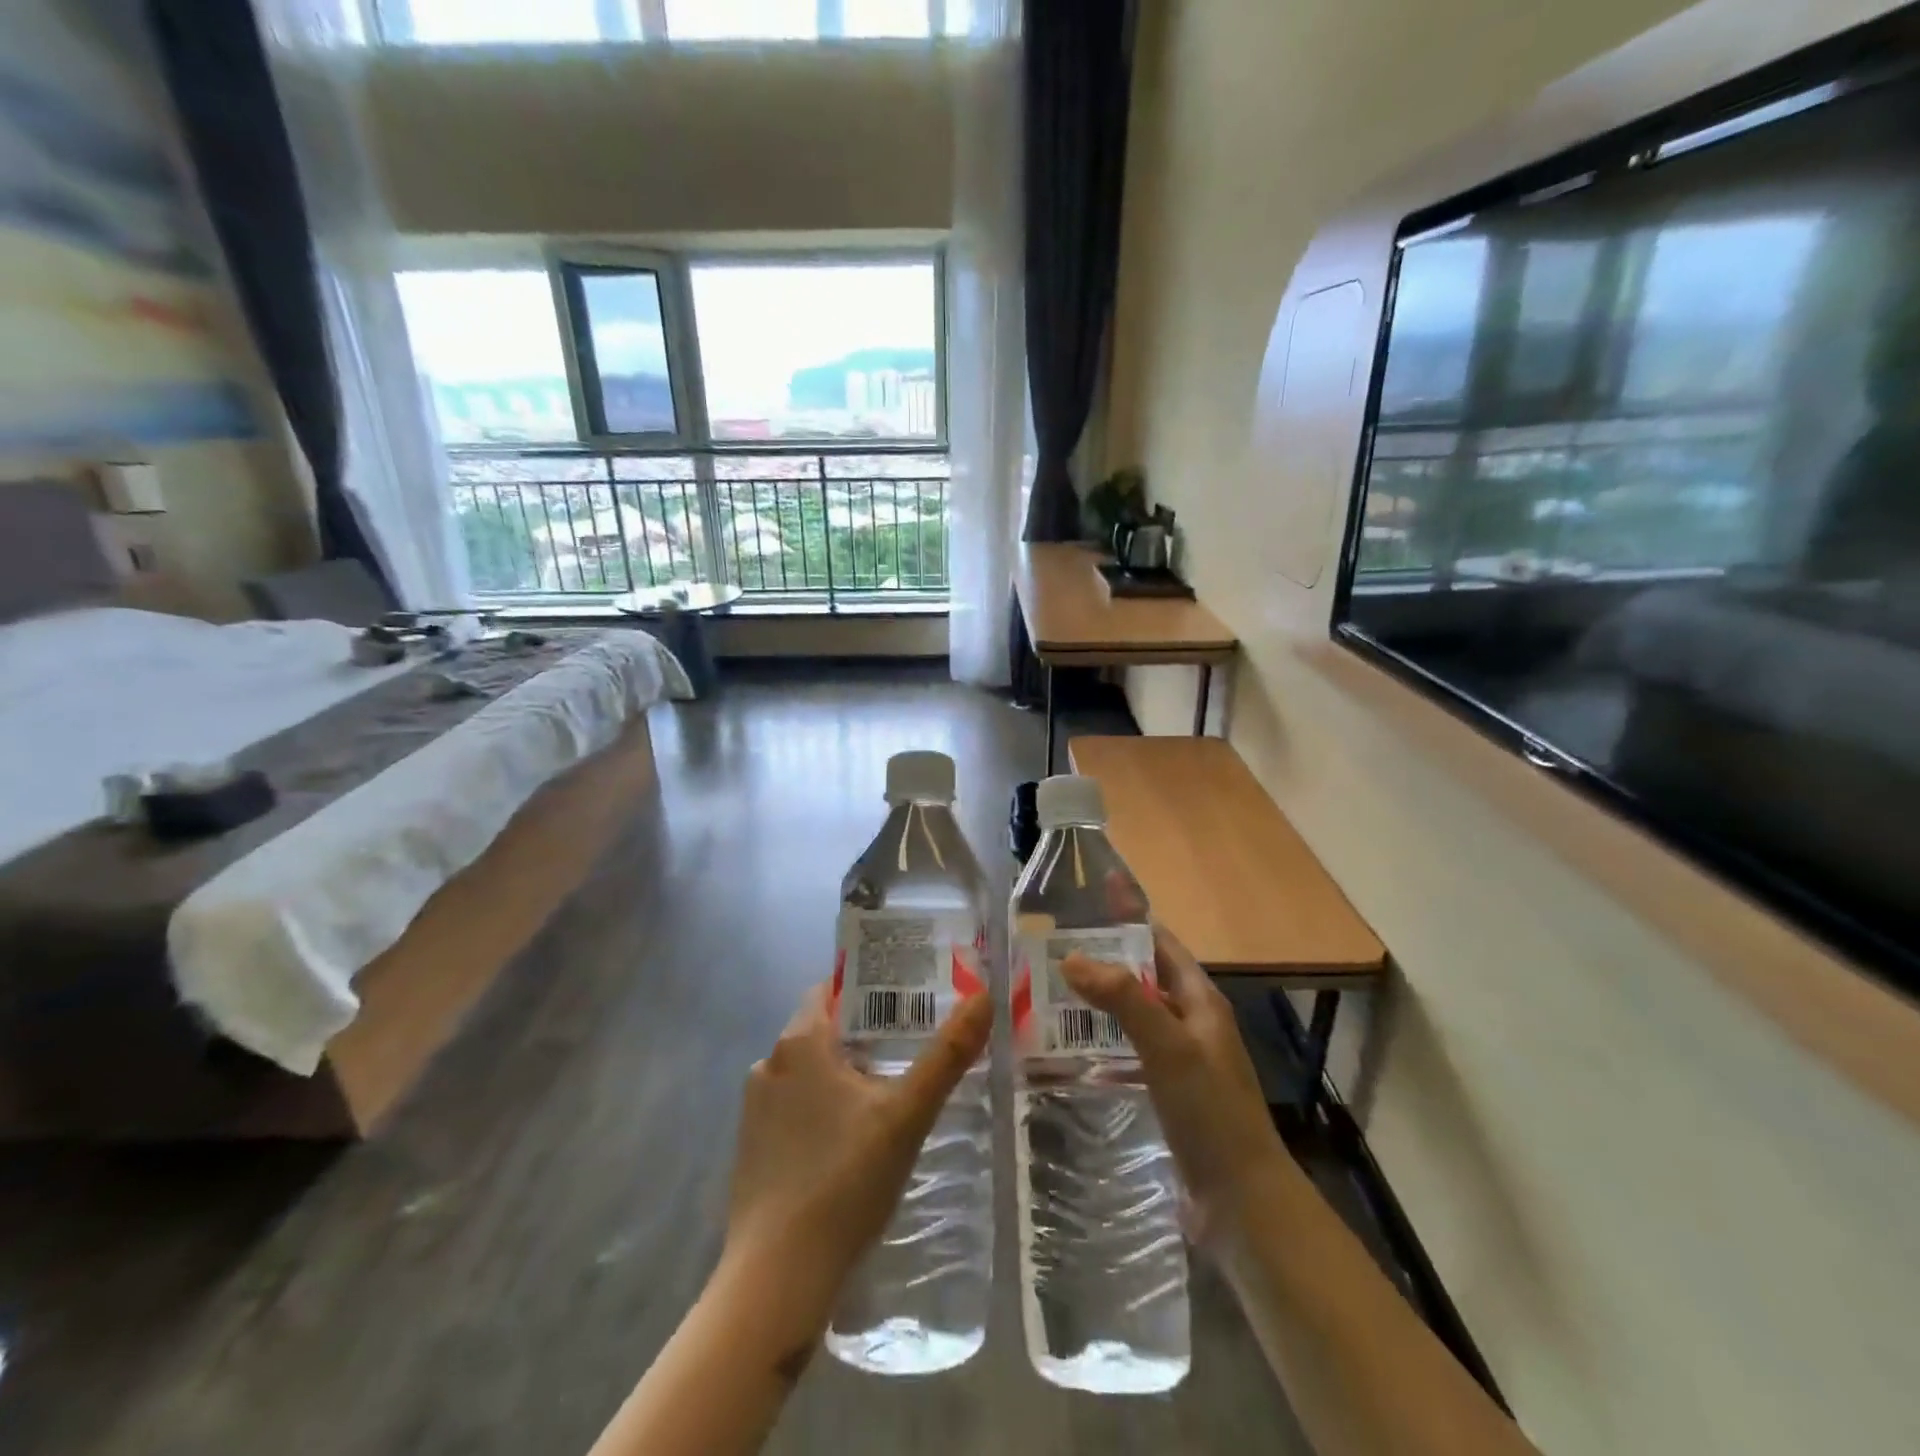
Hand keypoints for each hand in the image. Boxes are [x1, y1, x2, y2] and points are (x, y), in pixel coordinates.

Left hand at [721, 983, 992, 1325]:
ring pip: (809, 1072)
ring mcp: (754, 1108)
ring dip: (844, 1074)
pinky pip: (794, 1108)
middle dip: (865, 1034)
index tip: (908, 996)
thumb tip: (984, 996)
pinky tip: (853, 1139)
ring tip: (890, 1091)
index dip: (870, 988)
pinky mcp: (751, 1148)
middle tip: (913, 1045)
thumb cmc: (844, 1181)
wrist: (777, 1279)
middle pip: (824, 1030)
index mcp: (799, 1042)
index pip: (832, 989)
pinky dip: (822, 1108)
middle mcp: (769, 1064)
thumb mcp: (907, 1114)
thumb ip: (947, 1054)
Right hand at [1061, 926, 1291, 1250]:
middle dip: (1105, 956)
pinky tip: (1070, 1047)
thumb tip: (1071, 956)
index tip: (1087, 896)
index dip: (1128, 916)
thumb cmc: (1210, 1111)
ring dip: (1099, 998)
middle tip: (1051, 945)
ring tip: (1049, 989)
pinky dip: (1102, 1038)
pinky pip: (1129, 1049)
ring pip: (1134, 1013)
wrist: (1242, 1201)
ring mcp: (1180, 1059)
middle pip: (1144, 975)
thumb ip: (1123, 998)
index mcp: (1200, 1000)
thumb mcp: (1168, 1045)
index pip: (1160, 942)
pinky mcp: (1168, 1091)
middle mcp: (1191, 1022)